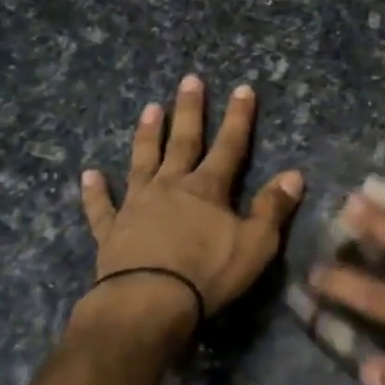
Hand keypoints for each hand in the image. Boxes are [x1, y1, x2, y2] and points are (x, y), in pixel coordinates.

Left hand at [81, 75, 304, 318]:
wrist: (148, 303)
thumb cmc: (207, 274)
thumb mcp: (255, 244)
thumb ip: (273, 208)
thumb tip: (295, 175)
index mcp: (207, 189)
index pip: (229, 146)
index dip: (238, 118)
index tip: (243, 89)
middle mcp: (170, 187)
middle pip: (182, 142)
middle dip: (189, 110)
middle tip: (189, 80)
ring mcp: (137, 206)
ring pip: (142, 162)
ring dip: (147, 135)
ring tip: (149, 108)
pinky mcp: (111, 231)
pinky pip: (102, 207)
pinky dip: (96, 191)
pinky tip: (89, 174)